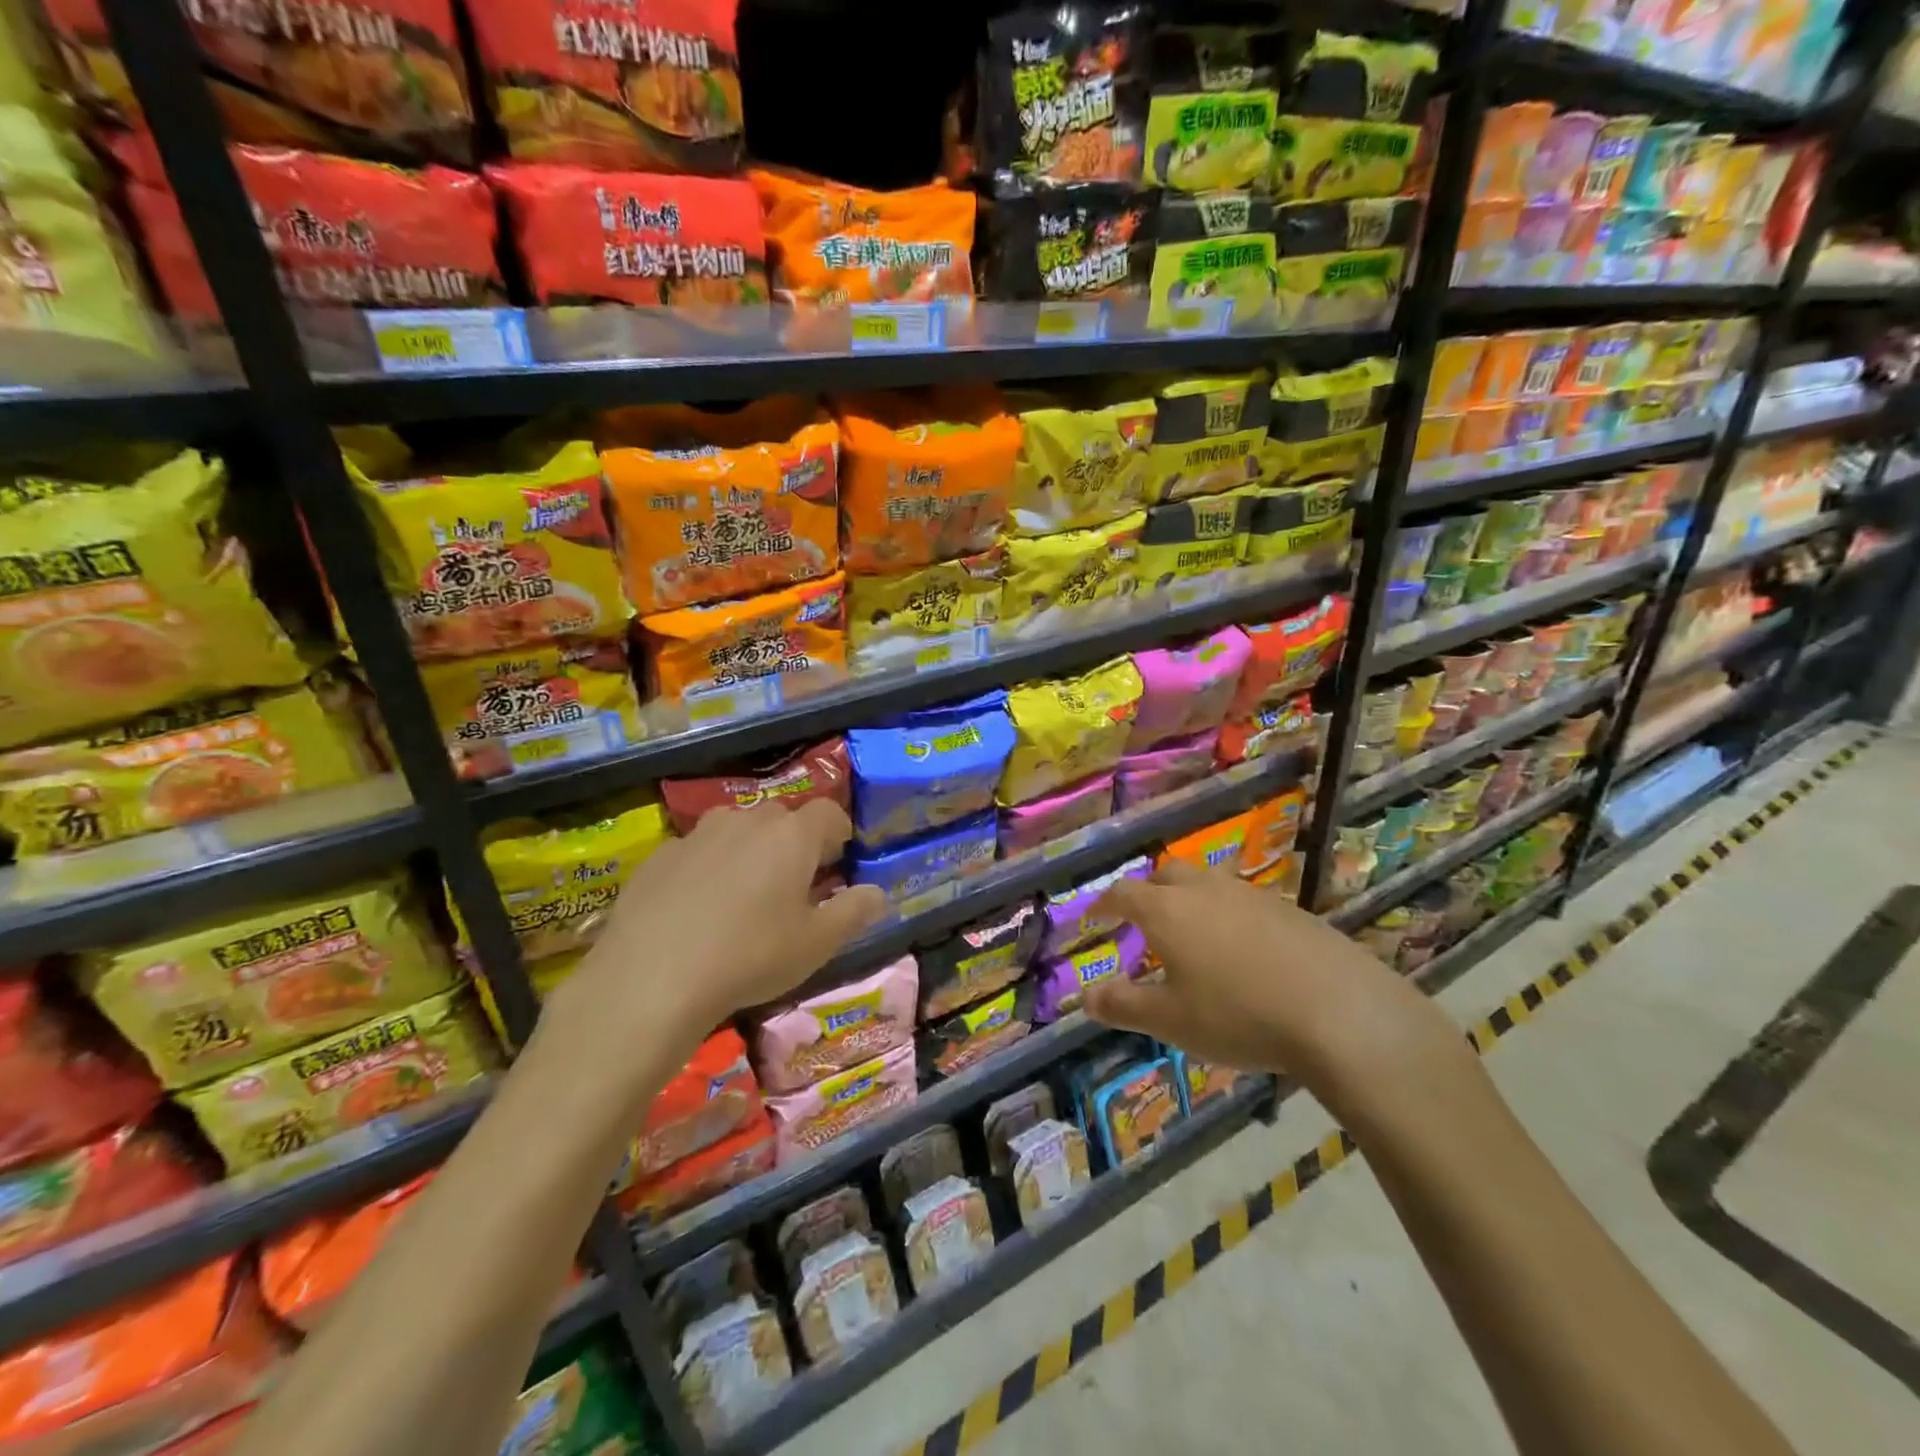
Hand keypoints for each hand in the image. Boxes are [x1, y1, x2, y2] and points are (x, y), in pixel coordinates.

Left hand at [540, 800, 885, 1063]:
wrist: (652, 978)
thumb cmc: (751, 956)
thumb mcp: (817, 944)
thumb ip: (854, 912)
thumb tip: (878, 893)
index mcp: (792, 835)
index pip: (828, 813)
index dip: (839, 833)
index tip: (839, 861)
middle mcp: (746, 821)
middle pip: (781, 819)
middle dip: (794, 843)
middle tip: (794, 885)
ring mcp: (698, 835)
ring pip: (736, 830)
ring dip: (749, 851)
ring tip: (745, 895)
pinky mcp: (659, 856)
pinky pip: (697, 852)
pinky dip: (707, 869)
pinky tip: (697, 911)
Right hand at [1080, 863, 1471, 1122]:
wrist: (1339, 1012)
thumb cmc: (1238, 1015)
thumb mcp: (1171, 1021)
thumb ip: (1123, 1006)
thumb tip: (1086, 997)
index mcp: (1167, 910)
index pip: (1123, 894)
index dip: (1104, 904)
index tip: (1094, 917)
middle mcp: (1205, 890)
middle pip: (1166, 874)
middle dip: (1147, 892)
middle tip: (1142, 921)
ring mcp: (1251, 895)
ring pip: (1207, 884)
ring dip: (1190, 900)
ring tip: (1192, 936)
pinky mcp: (1289, 909)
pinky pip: (1243, 902)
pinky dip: (1228, 916)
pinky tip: (1242, 951)